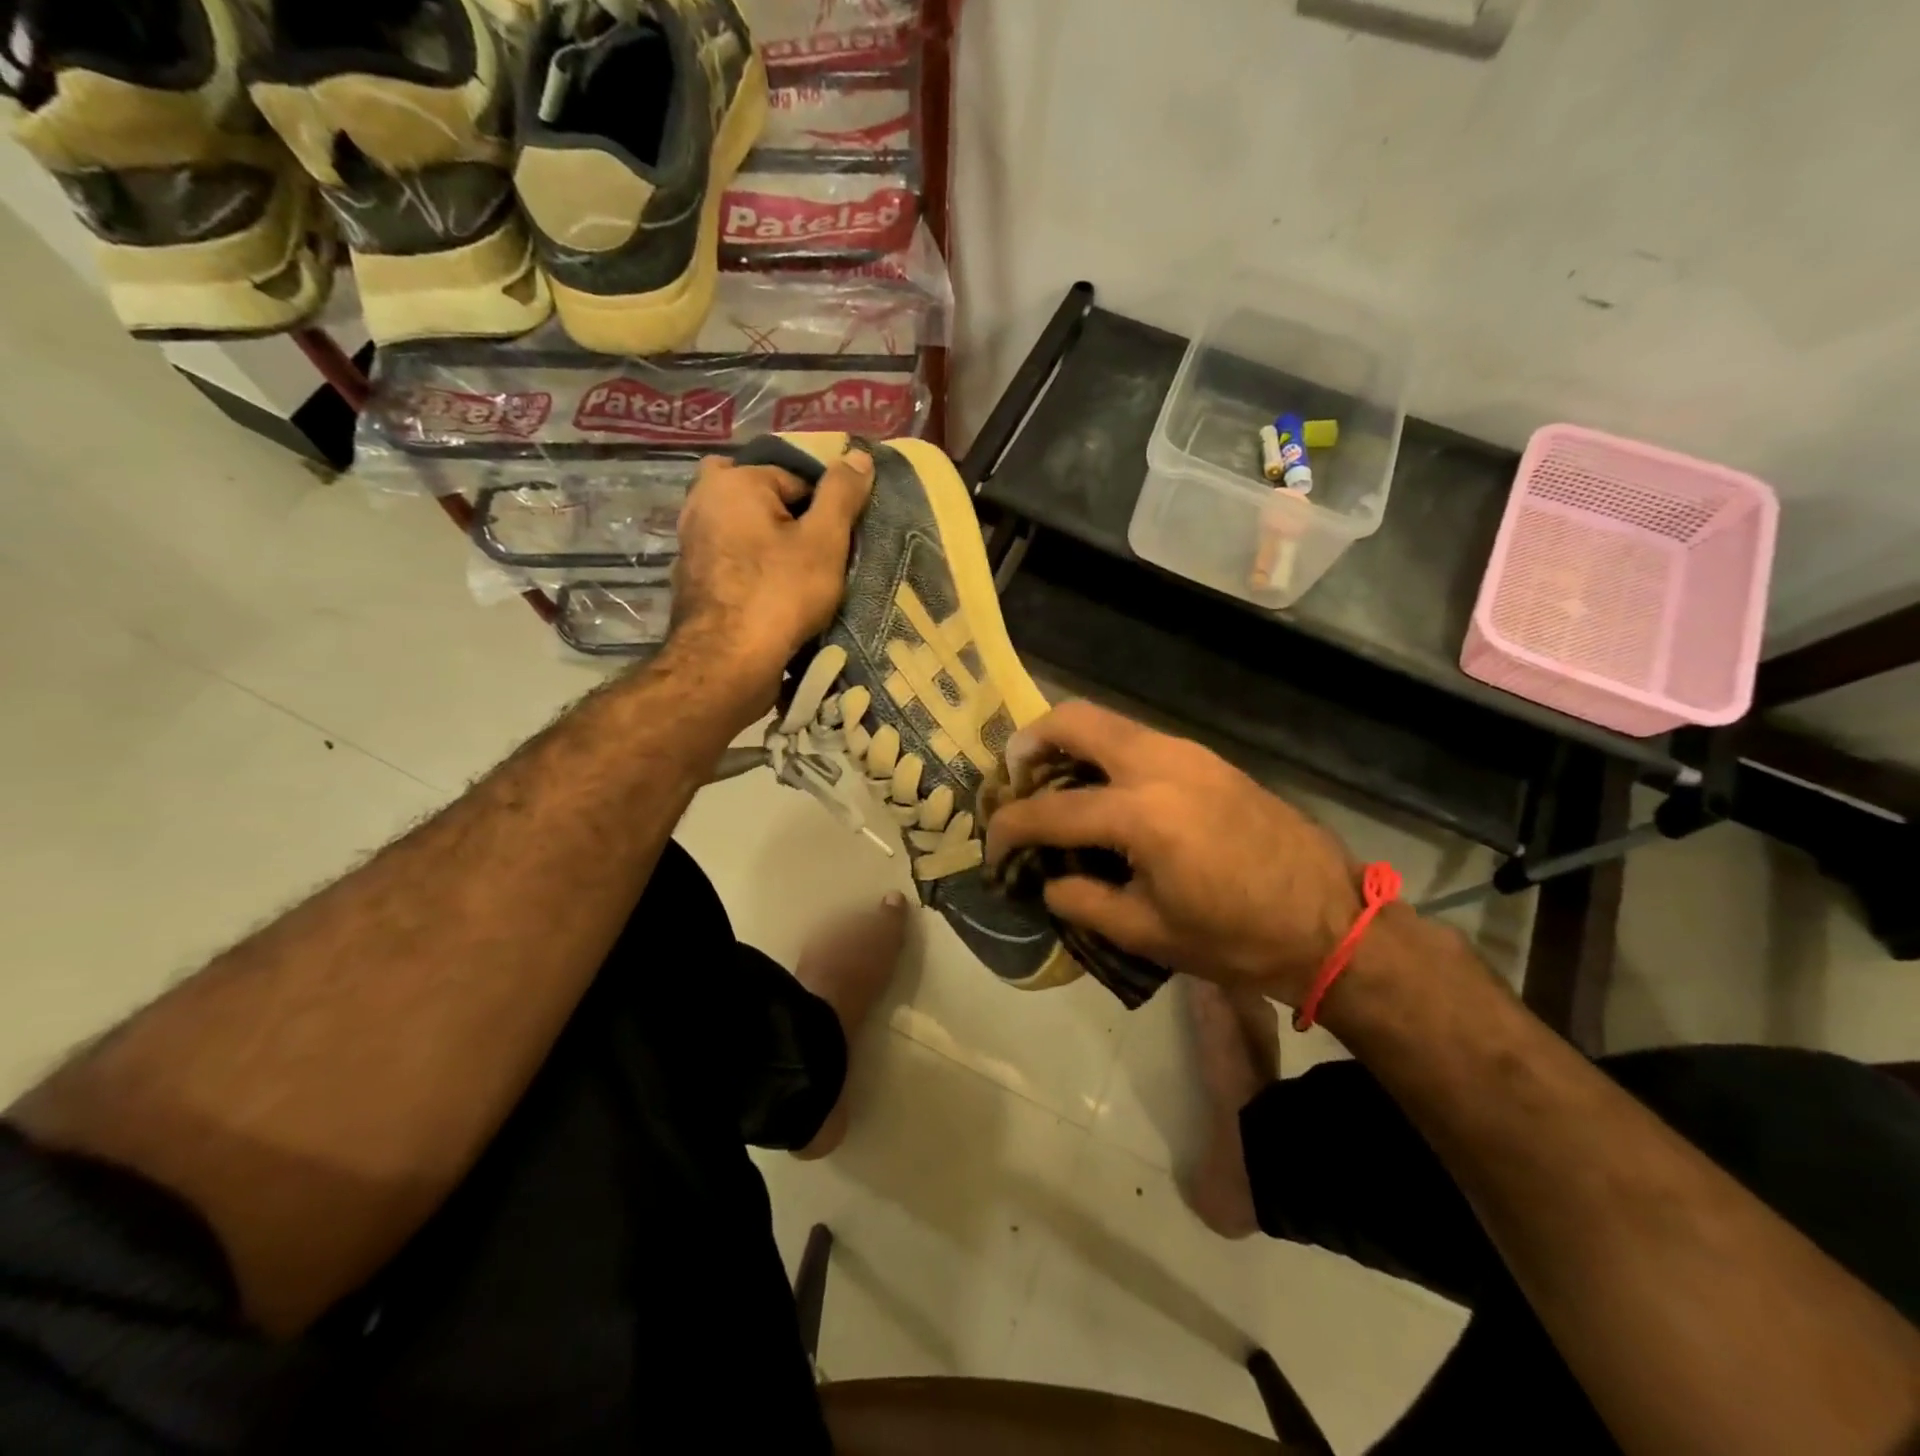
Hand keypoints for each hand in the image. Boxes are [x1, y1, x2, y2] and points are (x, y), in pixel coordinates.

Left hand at [671, 446, 873, 707]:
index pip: (796, 478)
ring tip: (801, 582)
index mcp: (732, 481)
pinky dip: (753, 573)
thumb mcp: (824, 541)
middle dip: (791, 522)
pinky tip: (774, 599)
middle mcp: (701, 502)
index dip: (823, 510)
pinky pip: (733, 562)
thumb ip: (841, 494)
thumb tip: (858, 454)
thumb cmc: (780, 594)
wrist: (726, 664)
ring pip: (746, 532)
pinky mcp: (691, 580)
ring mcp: (690, 542)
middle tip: (816, 559)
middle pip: (764, 501)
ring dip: (772, 549)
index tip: (837, 545)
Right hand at [982, 701, 1362, 1005]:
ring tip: (1056, 786)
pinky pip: (1139, 739)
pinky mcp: (1208, 758)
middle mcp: (1160, 764)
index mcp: (1142, 815)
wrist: (1333, 921)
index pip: (1051, 809)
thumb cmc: (1238, 938)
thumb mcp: (1149, 933)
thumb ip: (1084, 902)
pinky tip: (1107, 794)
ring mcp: (1188, 753)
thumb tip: (1048, 882)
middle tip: (1015, 777)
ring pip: (1109, 723)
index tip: (991, 843)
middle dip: (1032, 741)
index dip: (1010, 825)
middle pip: (1076, 720)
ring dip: (1071, 745)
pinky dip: (1106, 754)